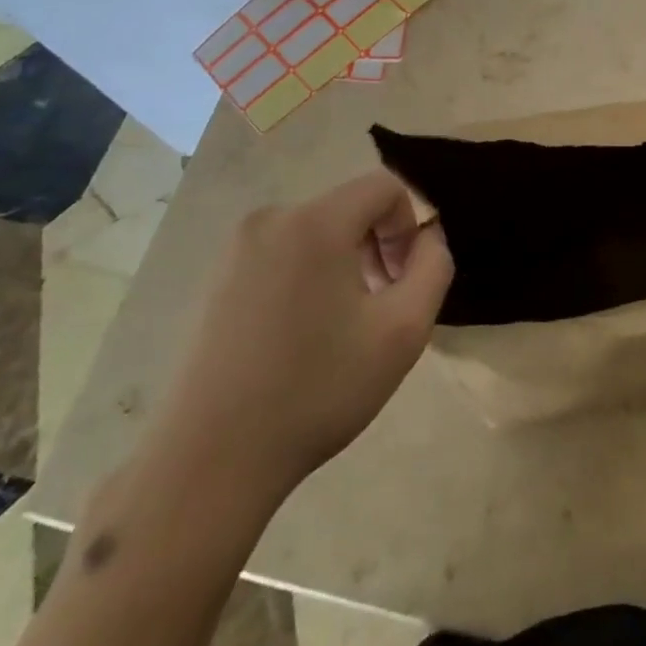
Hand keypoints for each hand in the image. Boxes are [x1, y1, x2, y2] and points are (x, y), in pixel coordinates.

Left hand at [158, 172, 452, 508]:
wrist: (211, 458)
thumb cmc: (318, 389)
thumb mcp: (404, 330)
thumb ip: (434, 267)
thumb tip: (427, 236)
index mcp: (314, 222)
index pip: (385, 186)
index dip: (411, 224)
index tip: (405, 280)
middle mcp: (271, 219)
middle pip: (350, 208)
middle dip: (379, 246)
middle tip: (382, 307)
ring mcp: (236, 248)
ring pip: (318, 232)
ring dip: (347, 264)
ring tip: (345, 327)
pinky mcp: (217, 277)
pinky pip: (285, 254)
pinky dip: (310, 276)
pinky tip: (304, 335)